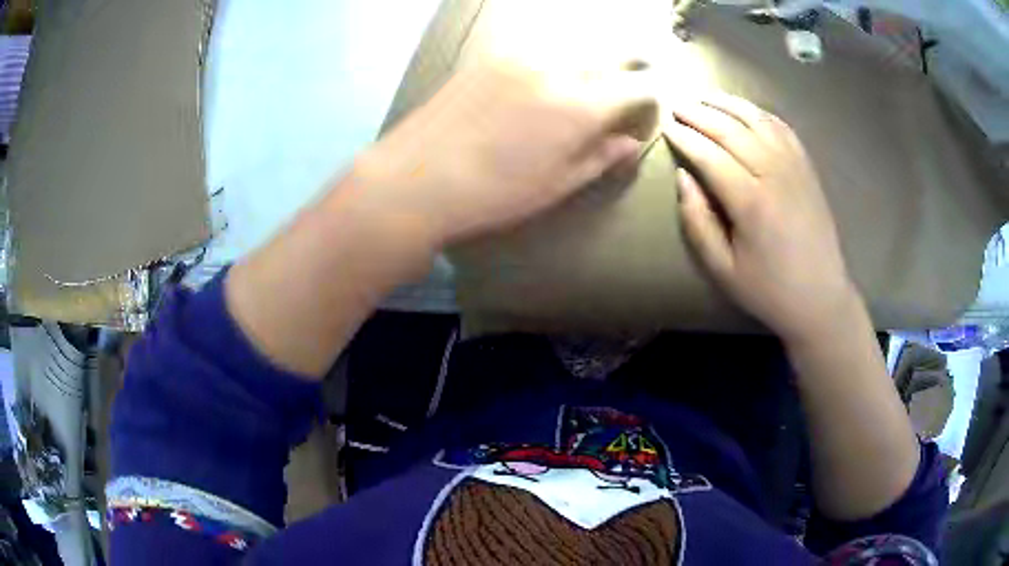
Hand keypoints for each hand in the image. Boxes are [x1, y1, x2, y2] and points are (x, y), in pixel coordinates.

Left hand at [352, 61, 655, 246]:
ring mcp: (521, 54)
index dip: (649, 98)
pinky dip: (558, 51)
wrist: (416, 178)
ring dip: (595, 54)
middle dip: (631, 65)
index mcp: (581, 105)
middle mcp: (557, 67)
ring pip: (577, 41)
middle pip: (612, 52)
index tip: (643, 111)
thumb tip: (632, 142)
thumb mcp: (558, 185)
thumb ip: (602, 157)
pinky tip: (548, 71)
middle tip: (629, 81)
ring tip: (591, 76)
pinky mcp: (492, 53)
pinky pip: (540, 42)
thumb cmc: (493, 193)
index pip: (638, 86)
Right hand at [668, 93, 859, 341]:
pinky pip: (781, 128)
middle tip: (676, 104)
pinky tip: (745, 109)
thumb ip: (697, 221)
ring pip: (756, 120)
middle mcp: (773, 173)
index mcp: (750, 201)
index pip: (709, 155)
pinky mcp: (807, 167)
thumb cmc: (768, 289)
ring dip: (727, 103)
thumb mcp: (722, 269)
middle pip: (730, 129)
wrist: (820, 297)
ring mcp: (794, 166)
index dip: (684, 138)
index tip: (665, 126)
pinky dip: (759, 113)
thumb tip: (682, 178)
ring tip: (704, 96)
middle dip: (699, 113)